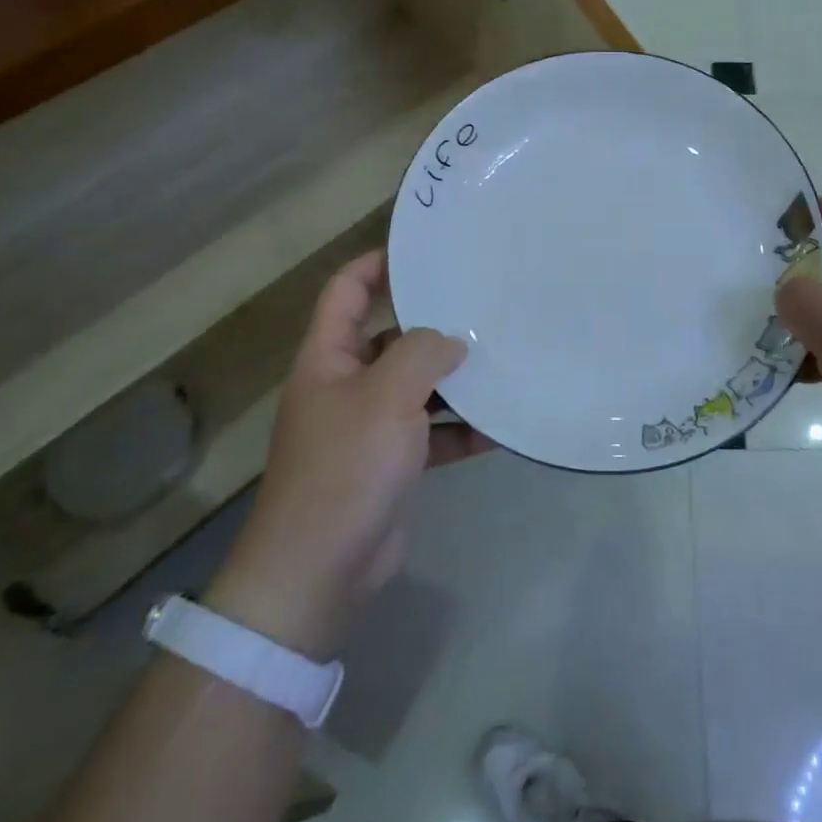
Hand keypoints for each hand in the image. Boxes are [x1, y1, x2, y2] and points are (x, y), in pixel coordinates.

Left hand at [207, 251, 488, 660]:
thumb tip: (452, 341)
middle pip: (390, 337)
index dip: (376, 264)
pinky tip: (501, 426)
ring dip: (454, 379)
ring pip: (417, 386)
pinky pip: (432, 433)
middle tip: (482, 305)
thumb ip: (422, 354)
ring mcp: (369, 426)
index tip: (424, 252)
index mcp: (328, 359)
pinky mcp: (391, 463)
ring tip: (503, 360)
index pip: (346, 292)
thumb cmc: (345, 467)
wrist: (319, 570)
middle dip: (432, 324)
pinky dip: (461, 429)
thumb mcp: (386, 396)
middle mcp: (346, 385)